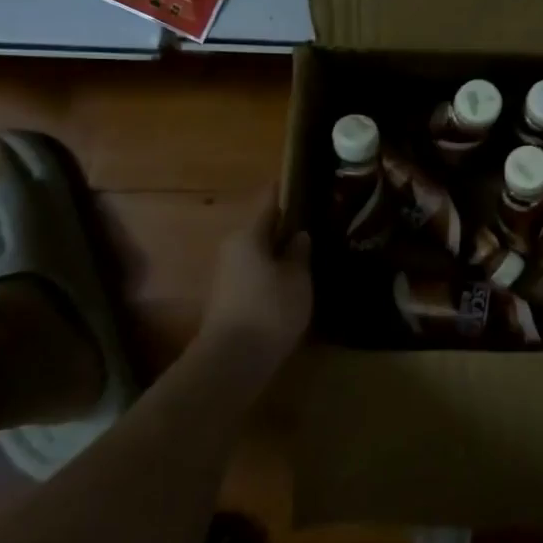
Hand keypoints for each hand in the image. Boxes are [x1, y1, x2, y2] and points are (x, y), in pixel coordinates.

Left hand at [200, 188, 311, 370]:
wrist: (233, 360)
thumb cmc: (270, 309)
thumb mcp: (297, 278)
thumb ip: (299, 252)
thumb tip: (299, 235)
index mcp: (249, 235)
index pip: (270, 202)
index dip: (286, 192)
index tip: (304, 183)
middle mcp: (233, 248)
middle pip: (263, 229)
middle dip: (286, 227)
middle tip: (316, 225)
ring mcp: (227, 274)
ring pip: (259, 252)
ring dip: (280, 252)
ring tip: (309, 254)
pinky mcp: (229, 297)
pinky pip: (255, 273)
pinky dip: (272, 272)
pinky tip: (293, 282)